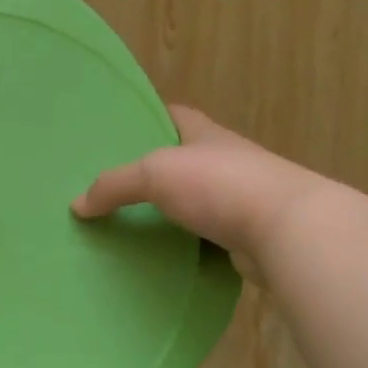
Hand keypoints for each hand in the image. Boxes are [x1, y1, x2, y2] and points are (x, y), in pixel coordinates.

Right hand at [73, 106, 340, 283]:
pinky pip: (205, 236)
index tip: (118, 131)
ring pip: (194, 201)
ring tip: (127, 222)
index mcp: (206, 135)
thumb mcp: (155, 174)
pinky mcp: (246, 236)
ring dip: (169, 211)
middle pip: (182, 159)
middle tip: (111, 186)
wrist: (288, 230)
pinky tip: (159, 253)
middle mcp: (226, 161)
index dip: (148, 117)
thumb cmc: (220, 186)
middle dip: (151, 170)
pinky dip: (185, 243)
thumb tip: (78, 204)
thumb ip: (114, 185)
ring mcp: (239, 199)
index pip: (175, 115)